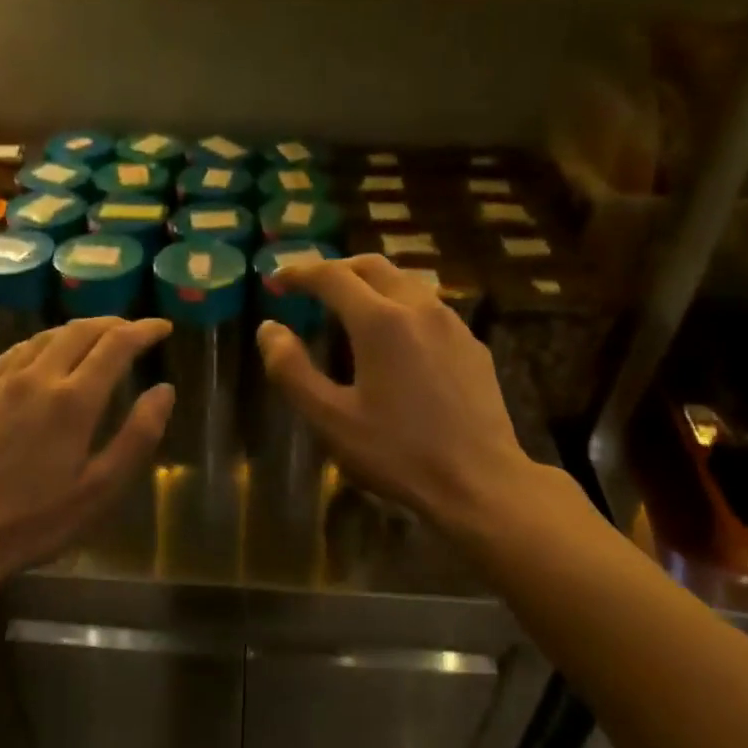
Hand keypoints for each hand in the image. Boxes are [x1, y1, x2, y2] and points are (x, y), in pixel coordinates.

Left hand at [0, 317, 174, 580]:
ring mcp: (2, 382)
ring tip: (96, 340)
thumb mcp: (101, 489)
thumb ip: (138, 435)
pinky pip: (15, 352)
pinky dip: (42, 343)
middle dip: (113, 324)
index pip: (117, 344)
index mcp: (74, 400)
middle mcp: (38, 377)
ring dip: (78, 330)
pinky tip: (45, 355)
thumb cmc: (36, 520)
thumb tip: (164, 390)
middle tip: (134, 332)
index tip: (163, 327)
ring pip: (45, 336)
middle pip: (80, 330)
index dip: (144, 330)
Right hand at [257, 256, 575, 537]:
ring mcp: (452, 324)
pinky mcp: (472, 345)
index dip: (298, 273)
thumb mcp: (330, 419)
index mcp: (380, 321)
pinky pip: (428, 308)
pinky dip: (399, 306)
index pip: (332, 276)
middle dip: (335, 270)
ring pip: (405, 282)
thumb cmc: (397, 453)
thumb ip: (292, 370)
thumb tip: (269, 329)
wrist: (479, 481)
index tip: (275, 281)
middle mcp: (419, 308)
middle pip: (371, 266)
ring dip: (370, 284)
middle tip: (309, 289)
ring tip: (348, 309)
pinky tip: (394, 340)